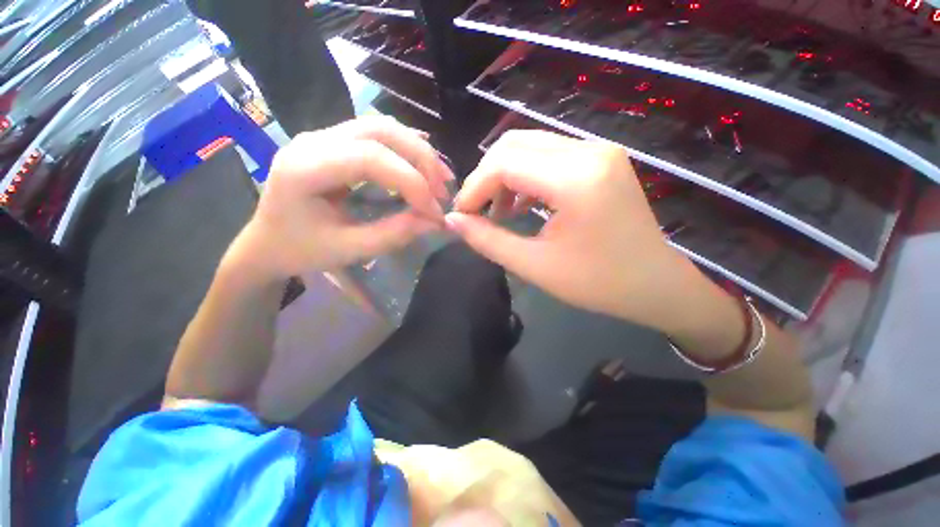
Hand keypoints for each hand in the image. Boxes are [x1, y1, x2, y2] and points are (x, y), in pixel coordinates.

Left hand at [229, 116, 451, 281]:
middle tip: (443, 191)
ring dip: (418, 152)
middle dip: (421, 160)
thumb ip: (394, 233)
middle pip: (380, 130)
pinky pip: (378, 136)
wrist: (267, 242)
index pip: (371, 158)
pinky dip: (407, 151)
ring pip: (382, 127)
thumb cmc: (301, 250)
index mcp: (305, 168)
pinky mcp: (334, 142)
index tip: (434, 212)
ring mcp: (323, 136)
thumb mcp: (349, 250)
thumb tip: (435, 221)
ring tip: (440, 179)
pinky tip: (423, 169)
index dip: (412, 183)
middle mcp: (313, 140)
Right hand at [446, 130, 700, 331]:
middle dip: (486, 178)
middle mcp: (589, 151)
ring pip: (530, 147)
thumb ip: (488, 241)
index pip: (504, 163)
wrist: (655, 284)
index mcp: (576, 179)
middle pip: (514, 146)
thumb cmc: (598, 283)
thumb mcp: (535, 266)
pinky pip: (549, 156)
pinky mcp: (600, 159)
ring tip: (497, 211)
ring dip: (504, 176)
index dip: (474, 187)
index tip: (462, 214)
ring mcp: (598, 150)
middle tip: (476, 212)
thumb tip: (454, 221)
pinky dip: (526, 176)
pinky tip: (521, 204)